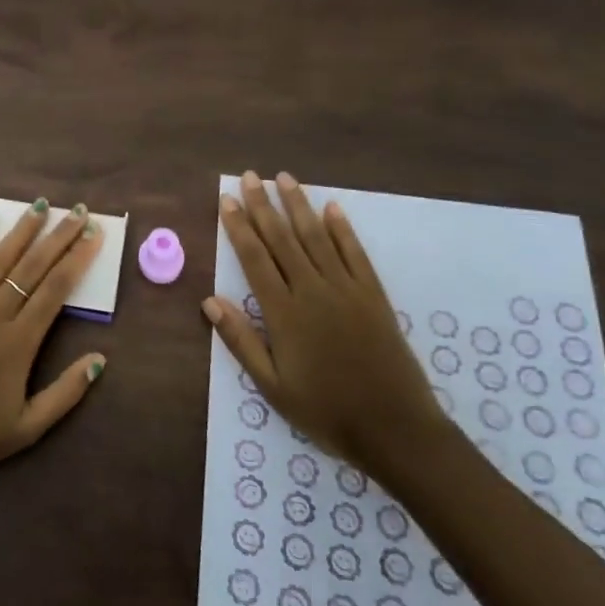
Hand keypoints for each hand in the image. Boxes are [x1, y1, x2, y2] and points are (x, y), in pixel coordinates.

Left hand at [0, 200, 107, 494]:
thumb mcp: (28, 428)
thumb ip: (66, 392)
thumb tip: (100, 359)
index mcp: (20, 342)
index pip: (56, 288)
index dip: (77, 258)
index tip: (93, 234)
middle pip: (32, 267)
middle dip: (57, 236)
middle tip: (76, 211)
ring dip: (20, 232)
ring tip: (38, 207)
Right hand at [204, 171, 448, 483]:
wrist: (395, 429)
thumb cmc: (327, 411)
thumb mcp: (273, 387)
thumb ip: (242, 341)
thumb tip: (209, 301)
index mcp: (284, 313)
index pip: (255, 258)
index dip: (239, 227)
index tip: (227, 200)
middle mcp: (313, 291)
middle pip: (283, 239)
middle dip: (263, 205)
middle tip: (250, 176)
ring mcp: (346, 289)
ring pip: (317, 237)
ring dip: (299, 205)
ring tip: (284, 178)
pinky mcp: (374, 296)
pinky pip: (355, 254)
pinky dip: (342, 229)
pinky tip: (332, 208)